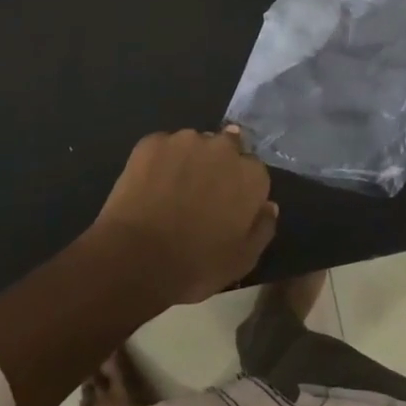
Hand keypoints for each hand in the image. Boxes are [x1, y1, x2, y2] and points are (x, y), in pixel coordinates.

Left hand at [92, 128, 277, 304]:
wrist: (137, 258)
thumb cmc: (196, 265)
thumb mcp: (242, 260)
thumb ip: (262, 228)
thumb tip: (268, 205)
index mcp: (250, 175)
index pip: (253, 169)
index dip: (240, 187)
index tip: (227, 204)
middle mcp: (222, 147)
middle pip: (226, 147)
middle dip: (217, 165)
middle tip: (200, 194)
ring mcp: (185, 140)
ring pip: (193, 144)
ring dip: (188, 160)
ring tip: (171, 190)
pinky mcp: (153, 141)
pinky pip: (162, 147)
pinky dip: (160, 161)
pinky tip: (149, 186)